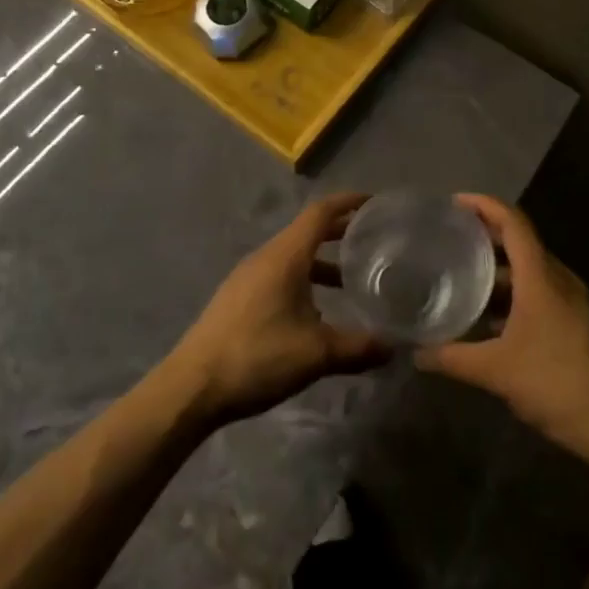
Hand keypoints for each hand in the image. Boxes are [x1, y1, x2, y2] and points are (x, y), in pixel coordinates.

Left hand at [168, 194, 390, 426]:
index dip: (347, 202)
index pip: (320, 213)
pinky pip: (278, 274)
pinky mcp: (237, 297)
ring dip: (321, 261)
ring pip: (292, 256)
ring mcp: (247, 277)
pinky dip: (302, 279)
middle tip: (371, 241)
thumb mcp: (316, 354)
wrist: (193, 386)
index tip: (374, 202)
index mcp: (285, 256)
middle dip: (339, 232)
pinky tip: (314, 313)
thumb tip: (395, 346)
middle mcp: (266, 257)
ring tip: (348, 282)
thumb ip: (359, 347)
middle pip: (307, 231)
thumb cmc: (258, 357)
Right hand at [416, 195, 588, 468]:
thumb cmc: (558, 385)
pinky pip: (547, 293)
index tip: (455, 203)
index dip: (484, 205)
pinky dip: (520, 295)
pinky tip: (498, 322)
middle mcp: (562, 279)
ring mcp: (578, 301)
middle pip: (522, 243)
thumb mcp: (498, 373)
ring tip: (468, 282)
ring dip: (502, 272)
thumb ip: (454, 358)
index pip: (513, 222)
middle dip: (487, 238)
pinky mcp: (586, 322)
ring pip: (534, 271)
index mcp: (542, 277)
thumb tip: (416, 354)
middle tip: (452, 241)